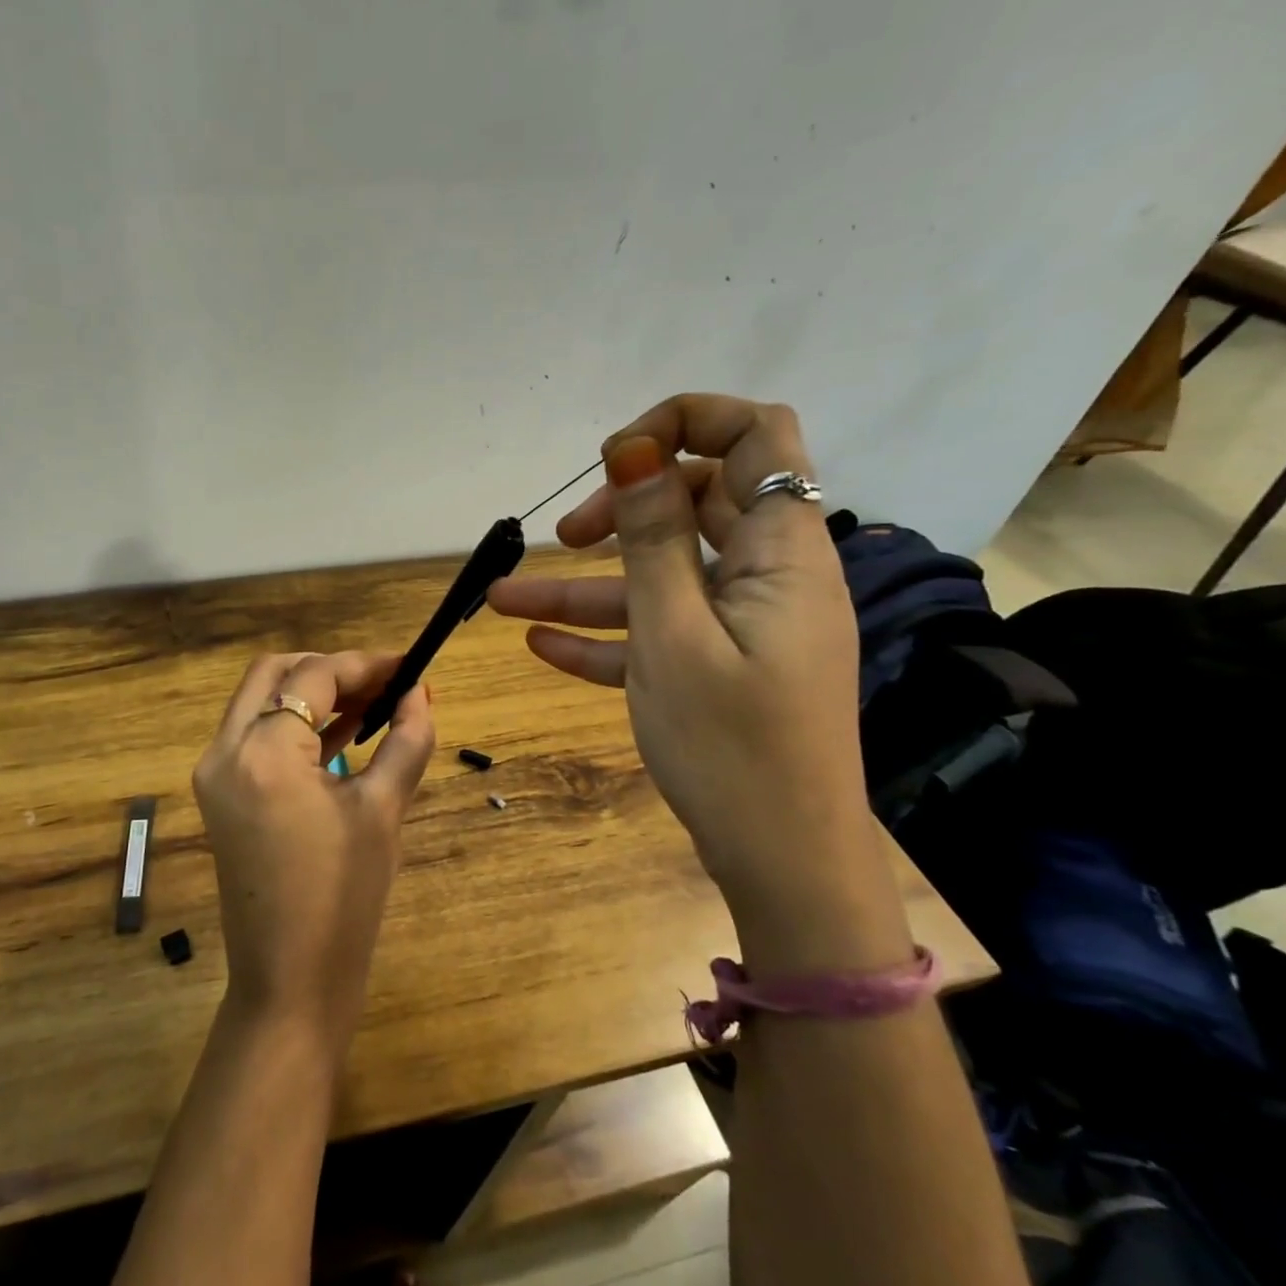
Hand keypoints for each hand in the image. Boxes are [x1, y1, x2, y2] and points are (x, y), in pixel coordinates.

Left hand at [192, 652, 435, 1059]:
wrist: (288, 981)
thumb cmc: (343, 900)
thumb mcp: (383, 812)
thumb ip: (406, 741)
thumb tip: (421, 694)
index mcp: (264, 752)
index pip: (314, 677)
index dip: (365, 664)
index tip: (408, 666)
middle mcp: (225, 750)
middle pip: (274, 673)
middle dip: (330, 669)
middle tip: (383, 683)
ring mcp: (213, 773)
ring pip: (259, 700)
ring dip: (310, 693)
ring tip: (371, 704)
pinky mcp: (218, 795)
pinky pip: (253, 735)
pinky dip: (292, 723)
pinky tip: (341, 734)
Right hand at [489, 396, 894, 938]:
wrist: (781, 861)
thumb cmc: (731, 746)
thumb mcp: (674, 634)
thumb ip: (653, 538)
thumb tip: (635, 449)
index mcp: (780, 552)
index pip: (755, 437)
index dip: (685, 424)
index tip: (615, 458)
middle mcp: (767, 576)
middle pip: (695, 505)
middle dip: (622, 510)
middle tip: (565, 537)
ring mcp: (741, 626)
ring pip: (660, 579)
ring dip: (586, 586)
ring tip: (504, 602)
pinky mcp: (718, 668)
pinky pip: (657, 634)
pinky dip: (605, 637)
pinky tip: (540, 648)